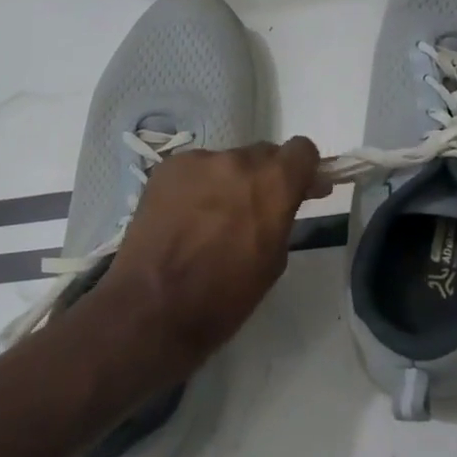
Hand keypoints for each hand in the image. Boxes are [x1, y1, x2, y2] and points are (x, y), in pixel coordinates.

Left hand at [105, 140, 324, 359]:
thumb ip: (283, 218)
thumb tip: (286, 201)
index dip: (303, 170)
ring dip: (228, 183)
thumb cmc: (224, 296)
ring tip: (211, 220)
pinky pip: (194, 171)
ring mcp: (197, 162)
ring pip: (225, 163)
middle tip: (254, 211)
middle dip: (265, 178)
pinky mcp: (166, 169)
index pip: (302, 150)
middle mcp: (237, 161)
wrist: (154, 306)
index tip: (299, 190)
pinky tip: (184, 218)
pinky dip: (196, 188)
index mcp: (273, 183)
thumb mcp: (273, 260)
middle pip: (262, 155)